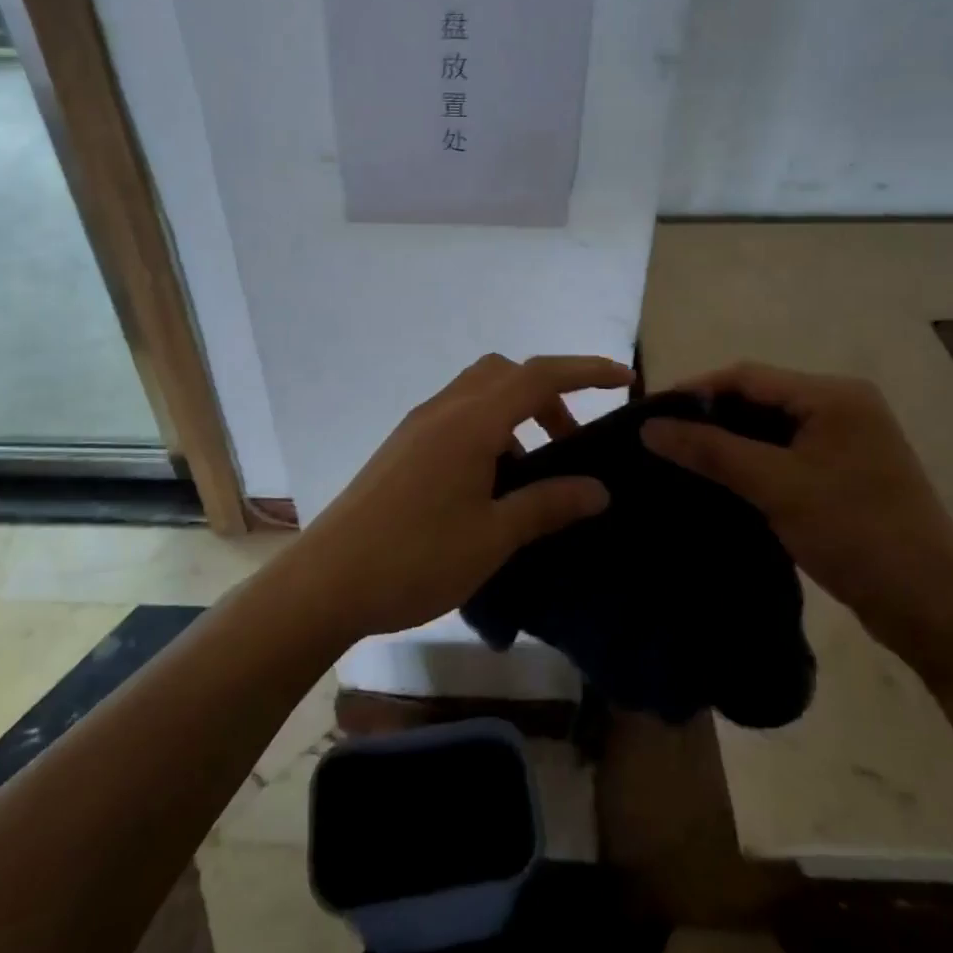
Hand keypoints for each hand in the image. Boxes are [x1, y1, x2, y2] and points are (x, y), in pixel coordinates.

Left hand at [299, 354, 632, 640]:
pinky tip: (490, 485)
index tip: (625, 380)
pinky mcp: (402, 447)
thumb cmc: (416, 557)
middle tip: (571, 444)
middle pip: (506, 374)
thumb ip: (547, 504)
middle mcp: (443, 410)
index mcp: (470, 422)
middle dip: (548, 395)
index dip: (586, 371)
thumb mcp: (494, 537)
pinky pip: (457, 417)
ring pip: (478, 393)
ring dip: (515, 414)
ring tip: (533, 472)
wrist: (328, 580)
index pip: (539, 375)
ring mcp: (417, 426)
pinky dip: (488, 430)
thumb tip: (598, 490)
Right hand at [642, 363, 952, 675]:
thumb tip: (649, 428)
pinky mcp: (844, 472)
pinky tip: (719, 478)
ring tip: (680, 457)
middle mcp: (842, 406)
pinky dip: (751, 460)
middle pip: (758, 398)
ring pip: (770, 427)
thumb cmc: (854, 532)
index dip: (695, 391)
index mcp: (834, 395)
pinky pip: (785, 452)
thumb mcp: (776, 486)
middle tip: (660, 438)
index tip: (650, 415)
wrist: (931, 606)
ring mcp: (846, 440)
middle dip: (709, 415)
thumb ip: (711, 451)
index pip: (747, 376)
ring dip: (727, 440)